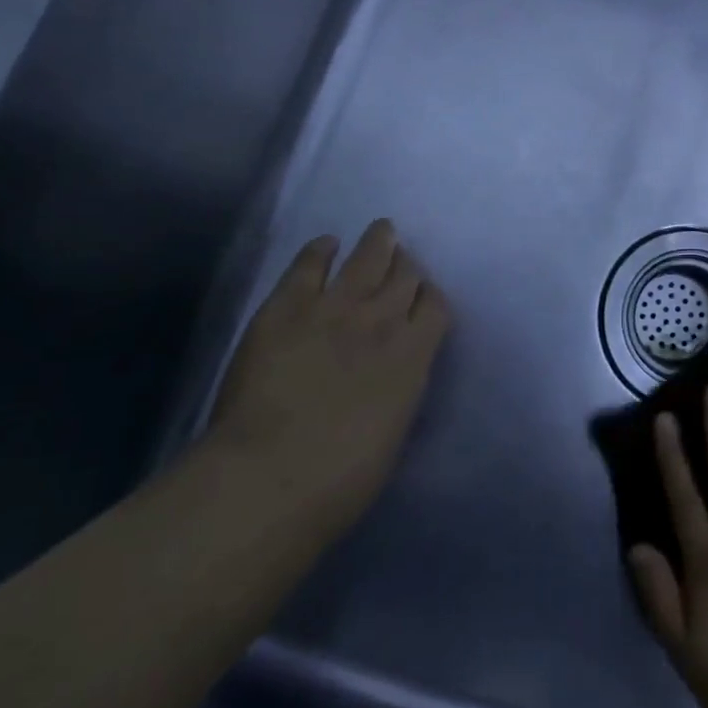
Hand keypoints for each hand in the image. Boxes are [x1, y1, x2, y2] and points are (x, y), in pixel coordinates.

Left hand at [206, 219, 449, 531]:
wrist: (272, 475)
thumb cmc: (343, 477)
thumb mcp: (394, 430)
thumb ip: (400, 387)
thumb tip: (394, 371)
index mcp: (414, 355)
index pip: (435, 306)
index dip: (430, 296)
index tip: (423, 298)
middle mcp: (382, 319)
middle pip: (405, 275)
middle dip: (407, 265)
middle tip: (402, 261)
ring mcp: (335, 306)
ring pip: (368, 257)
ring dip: (378, 241)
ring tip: (382, 230)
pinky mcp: (288, 304)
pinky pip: (310, 262)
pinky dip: (321, 249)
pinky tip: (326, 244)